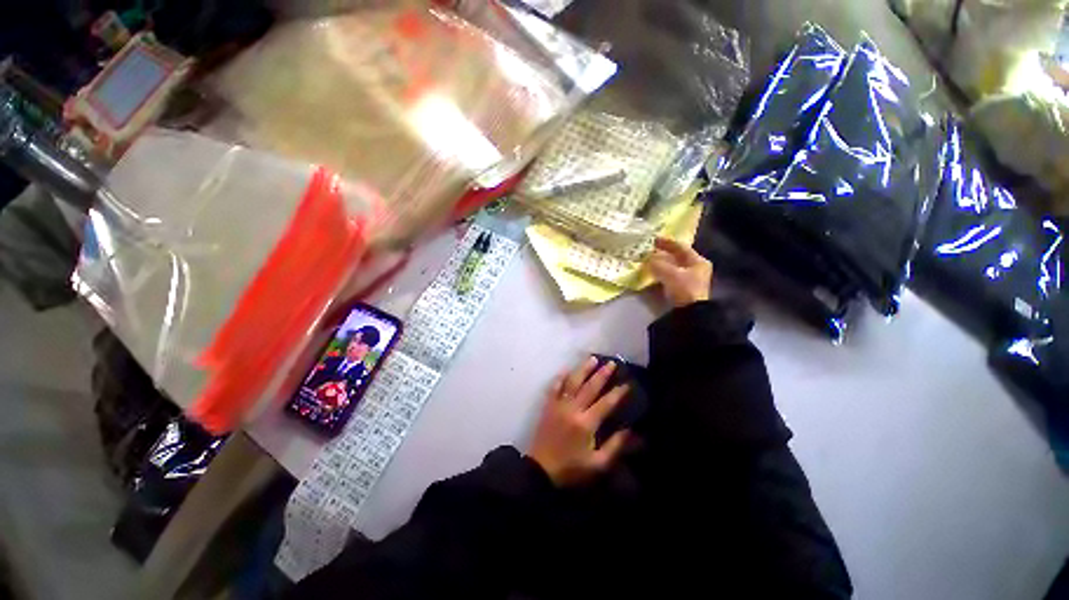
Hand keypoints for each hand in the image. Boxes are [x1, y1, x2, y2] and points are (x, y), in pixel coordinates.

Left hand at [528, 357, 629, 486]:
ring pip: (572, 382)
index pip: (605, 403)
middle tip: (611, 363)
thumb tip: (631, 431)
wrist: (541, 469)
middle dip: (602, 374)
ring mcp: (559, 405)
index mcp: (586, 423)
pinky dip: (560, 377)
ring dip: (583, 369)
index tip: (627, 383)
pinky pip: (554, 387)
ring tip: (592, 358)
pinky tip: (566, 369)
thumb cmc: (571, 468)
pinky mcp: (548, 406)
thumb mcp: (597, 464)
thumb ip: (615, 446)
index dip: (617, 393)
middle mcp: (573, 409)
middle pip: (590, 387)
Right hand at [648, 237, 712, 307]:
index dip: (666, 242)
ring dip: (661, 264)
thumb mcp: (669, 273)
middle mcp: (696, 269)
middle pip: (677, 257)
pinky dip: (661, 274)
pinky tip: (653, 274)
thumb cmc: (684, 289)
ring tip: (648, 262)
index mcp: (698, 261)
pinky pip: (670, 277)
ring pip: (673, 267)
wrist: (690, 313)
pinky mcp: (683, 290)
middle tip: (649, 251)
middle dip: (663, 254)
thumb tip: (647, 258)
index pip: (681, 247)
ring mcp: (690, 280)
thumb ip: (657, 264)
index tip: (653, 240)